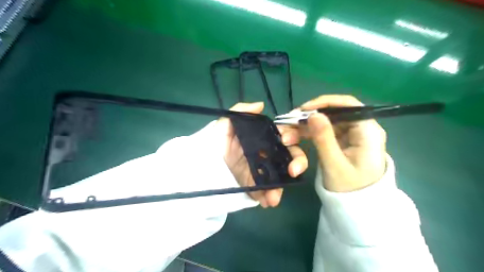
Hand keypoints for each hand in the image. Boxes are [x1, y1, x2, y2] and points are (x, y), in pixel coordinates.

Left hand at [217, 103, 307, 207]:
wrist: (203, 164)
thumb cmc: (216, 141)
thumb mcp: (225, 124)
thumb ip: (241, 112)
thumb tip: (261, 105)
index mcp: (264, 139)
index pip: (285, 135)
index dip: (292, 136)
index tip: (286, 140)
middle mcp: (268, 154)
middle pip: (291, 157)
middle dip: (297, 162)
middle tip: (293, 170)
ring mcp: (264, 171)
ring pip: (282, 177)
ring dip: (282, 186)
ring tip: (274, 196)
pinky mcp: (256, 185)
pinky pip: (267, 192)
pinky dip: (269, 197)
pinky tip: (266, 202)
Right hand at [281, 95, 386, 191]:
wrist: (359, 206)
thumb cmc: (350, 188)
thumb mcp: (334, 164)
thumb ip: (324, 138)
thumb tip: (313, 115)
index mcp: (367, 131)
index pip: (348, 105)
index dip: (324, 103)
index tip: (303, 110)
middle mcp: (361, 128)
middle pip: (334, 113)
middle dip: (310, 117)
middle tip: (289, 123)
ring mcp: (352, 134)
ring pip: (326, 121)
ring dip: (306, 126)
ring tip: (288, 133)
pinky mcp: (343, 141)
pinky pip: (324, 131)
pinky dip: (310, 132)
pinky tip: (296, 136)